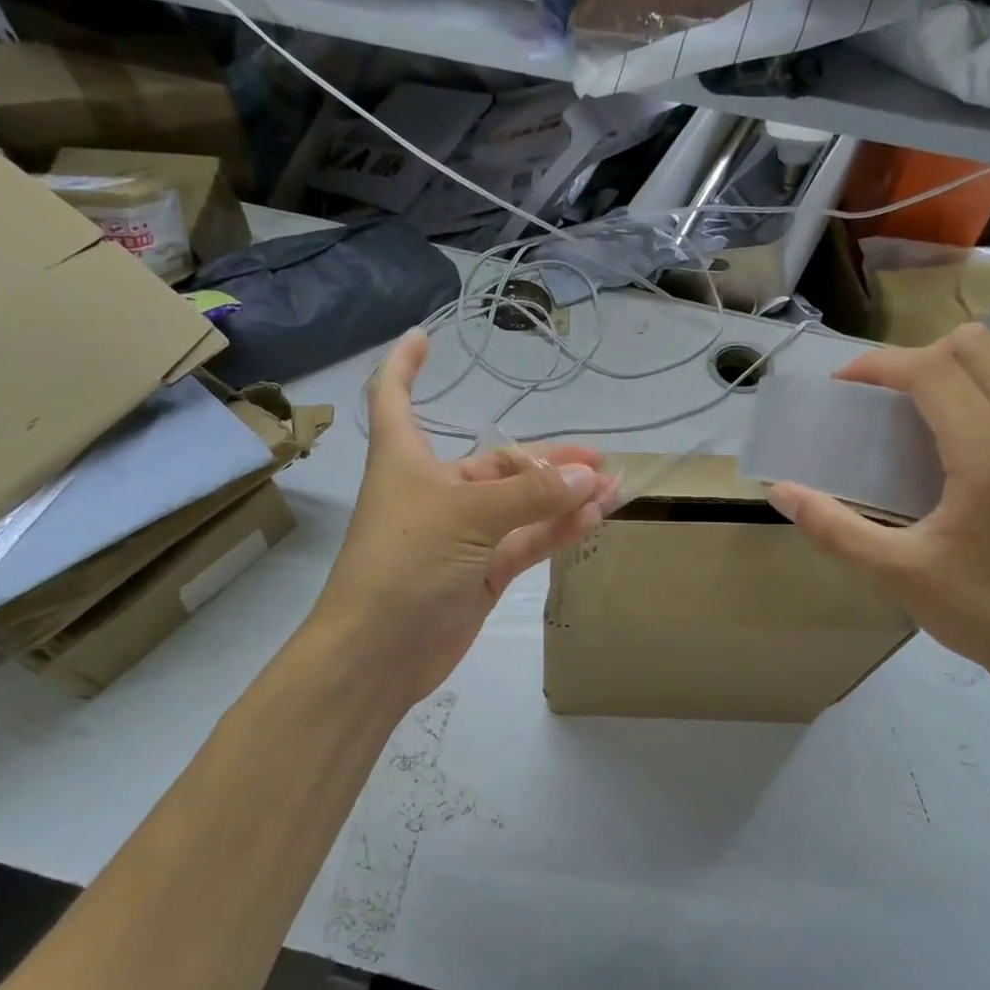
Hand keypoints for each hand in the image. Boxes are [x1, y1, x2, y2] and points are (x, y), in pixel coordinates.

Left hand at [310, 331, 614, 705]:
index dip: (406, 365)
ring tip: (611, 484)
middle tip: (596, 459)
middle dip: (544, 459)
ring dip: (562, 495)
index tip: (425, 336)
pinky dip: (559, 528)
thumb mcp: (467, 517)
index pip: (396, 397)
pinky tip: (595, 514)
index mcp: (407, 460)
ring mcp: (463, 535)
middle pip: (495, 461)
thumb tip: (586, 477)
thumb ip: (529, 496)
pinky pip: (527, 540)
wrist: (379, 653)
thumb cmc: (405, 564)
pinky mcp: (482, 572)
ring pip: (520, 504)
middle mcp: (436, 491)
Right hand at [767, 324, 989, 688]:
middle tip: (877, 397)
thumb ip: (833, 528)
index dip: (880, 364)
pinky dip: (978, 386)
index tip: (841, 384)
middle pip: (976, 345)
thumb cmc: (981, 611)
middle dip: (916, 356)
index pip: (934, 370)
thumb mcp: (895, 572)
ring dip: (951, 365)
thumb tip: (782, 493)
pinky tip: (948, 436)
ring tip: (910, 407)